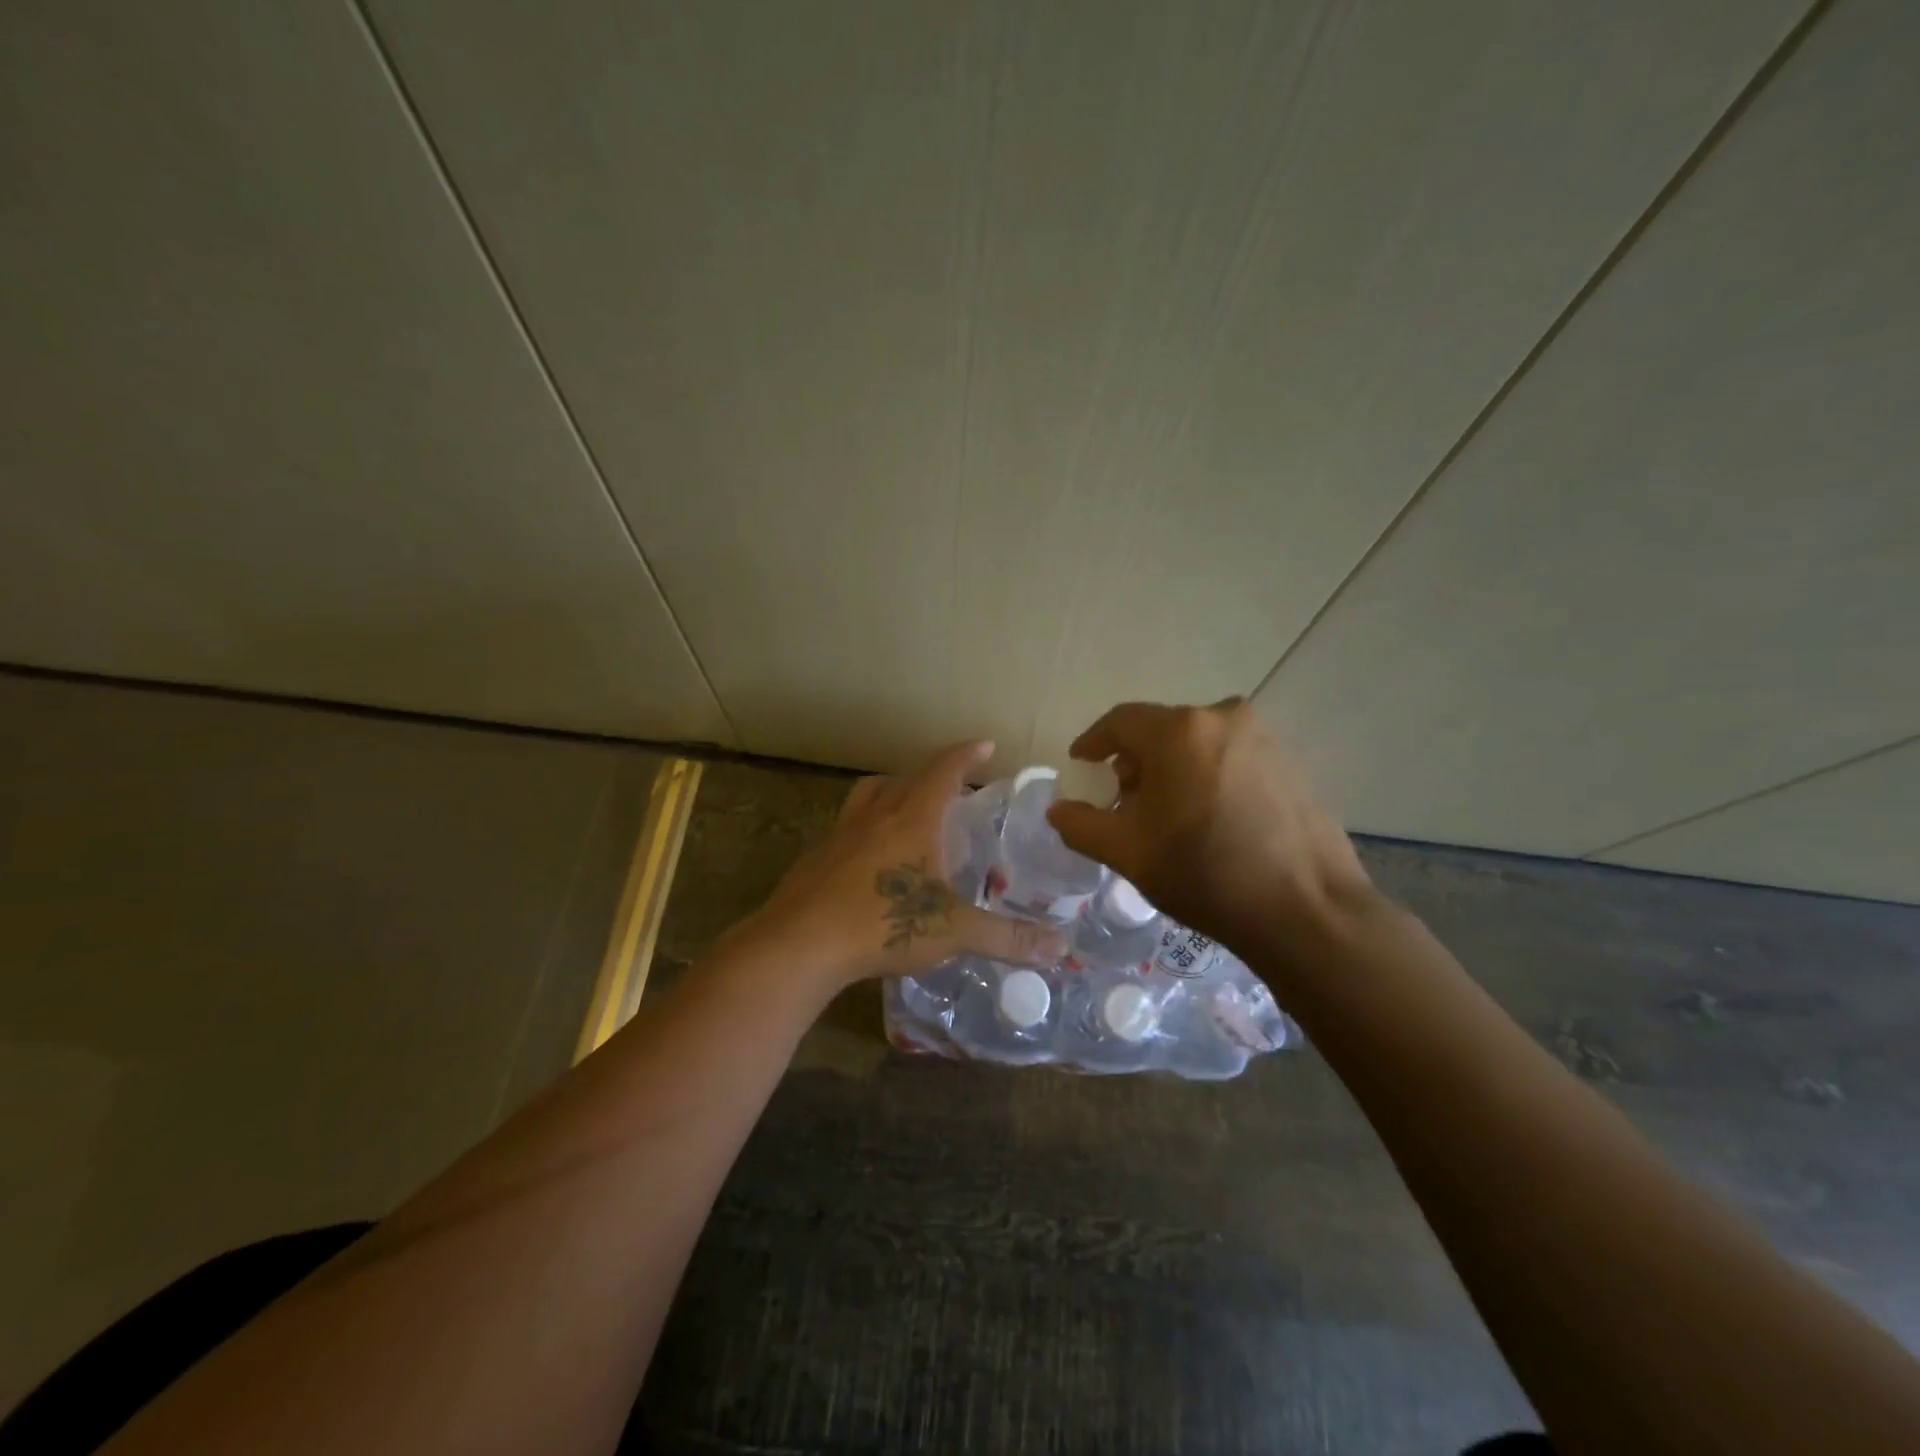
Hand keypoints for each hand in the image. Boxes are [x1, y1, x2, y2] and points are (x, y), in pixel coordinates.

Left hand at [746, 740, 1068, 990]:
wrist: (800, 944)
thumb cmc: (882, 924)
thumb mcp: (953, 931)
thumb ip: (1007, 937)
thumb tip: (1059, 949)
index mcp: (912, 818)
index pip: (944, 770)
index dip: (967, 754)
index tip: (985, 743)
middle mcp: (876, 815)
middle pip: (907, 777)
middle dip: (935, 773)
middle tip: (956, 784)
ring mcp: (841, 834)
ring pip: (870, 795)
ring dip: (894, 790)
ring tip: (910, 806)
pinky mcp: (817, 857)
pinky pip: (848, 826)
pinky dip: (867, 827)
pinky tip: (872, 857)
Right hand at [1046, 698, 1372, 957]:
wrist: (1306, 911)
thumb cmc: (1205, 874)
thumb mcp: (1128, 853)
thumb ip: (1081, 825)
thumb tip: (1058, 810)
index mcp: (1180, 731)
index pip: (1120, 721)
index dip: (1094, 741)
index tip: (1081, 762)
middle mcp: (1223, 718)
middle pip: (1161, 730)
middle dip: (1135, 761)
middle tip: (1124, 799)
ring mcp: (1264, 737)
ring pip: (1199, 742)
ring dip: (1174, 768)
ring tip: (1169, 812)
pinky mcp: (1292, 761)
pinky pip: (1232, 756)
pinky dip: (1209, 774)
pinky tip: (1211, 816)